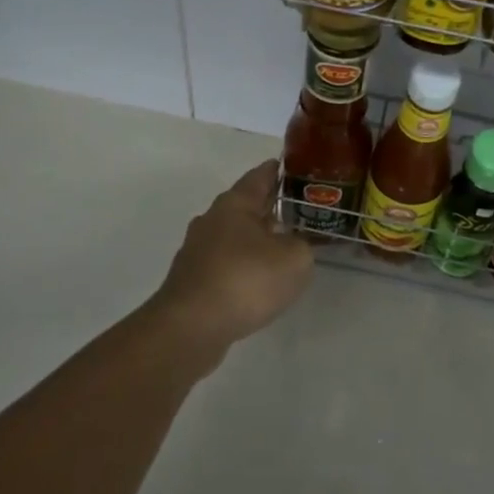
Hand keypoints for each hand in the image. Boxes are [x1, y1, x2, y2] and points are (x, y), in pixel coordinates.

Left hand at [149, 160, 313, 351]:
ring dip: (256, 238)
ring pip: (234, 235)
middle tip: (297, 209)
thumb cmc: (246, 280)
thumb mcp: (294, 259)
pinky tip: (259, 279)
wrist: (191, 327)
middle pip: (245, 206)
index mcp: (235, 204)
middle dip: (269, 207)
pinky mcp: (193, 279)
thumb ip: (302, 246)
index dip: (277, 170)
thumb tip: (293, 245)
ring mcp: (198, 251)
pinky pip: (226, 263)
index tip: (291, 167)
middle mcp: (212, 220)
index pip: (260, 176)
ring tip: (282, 246)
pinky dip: (244, 265)